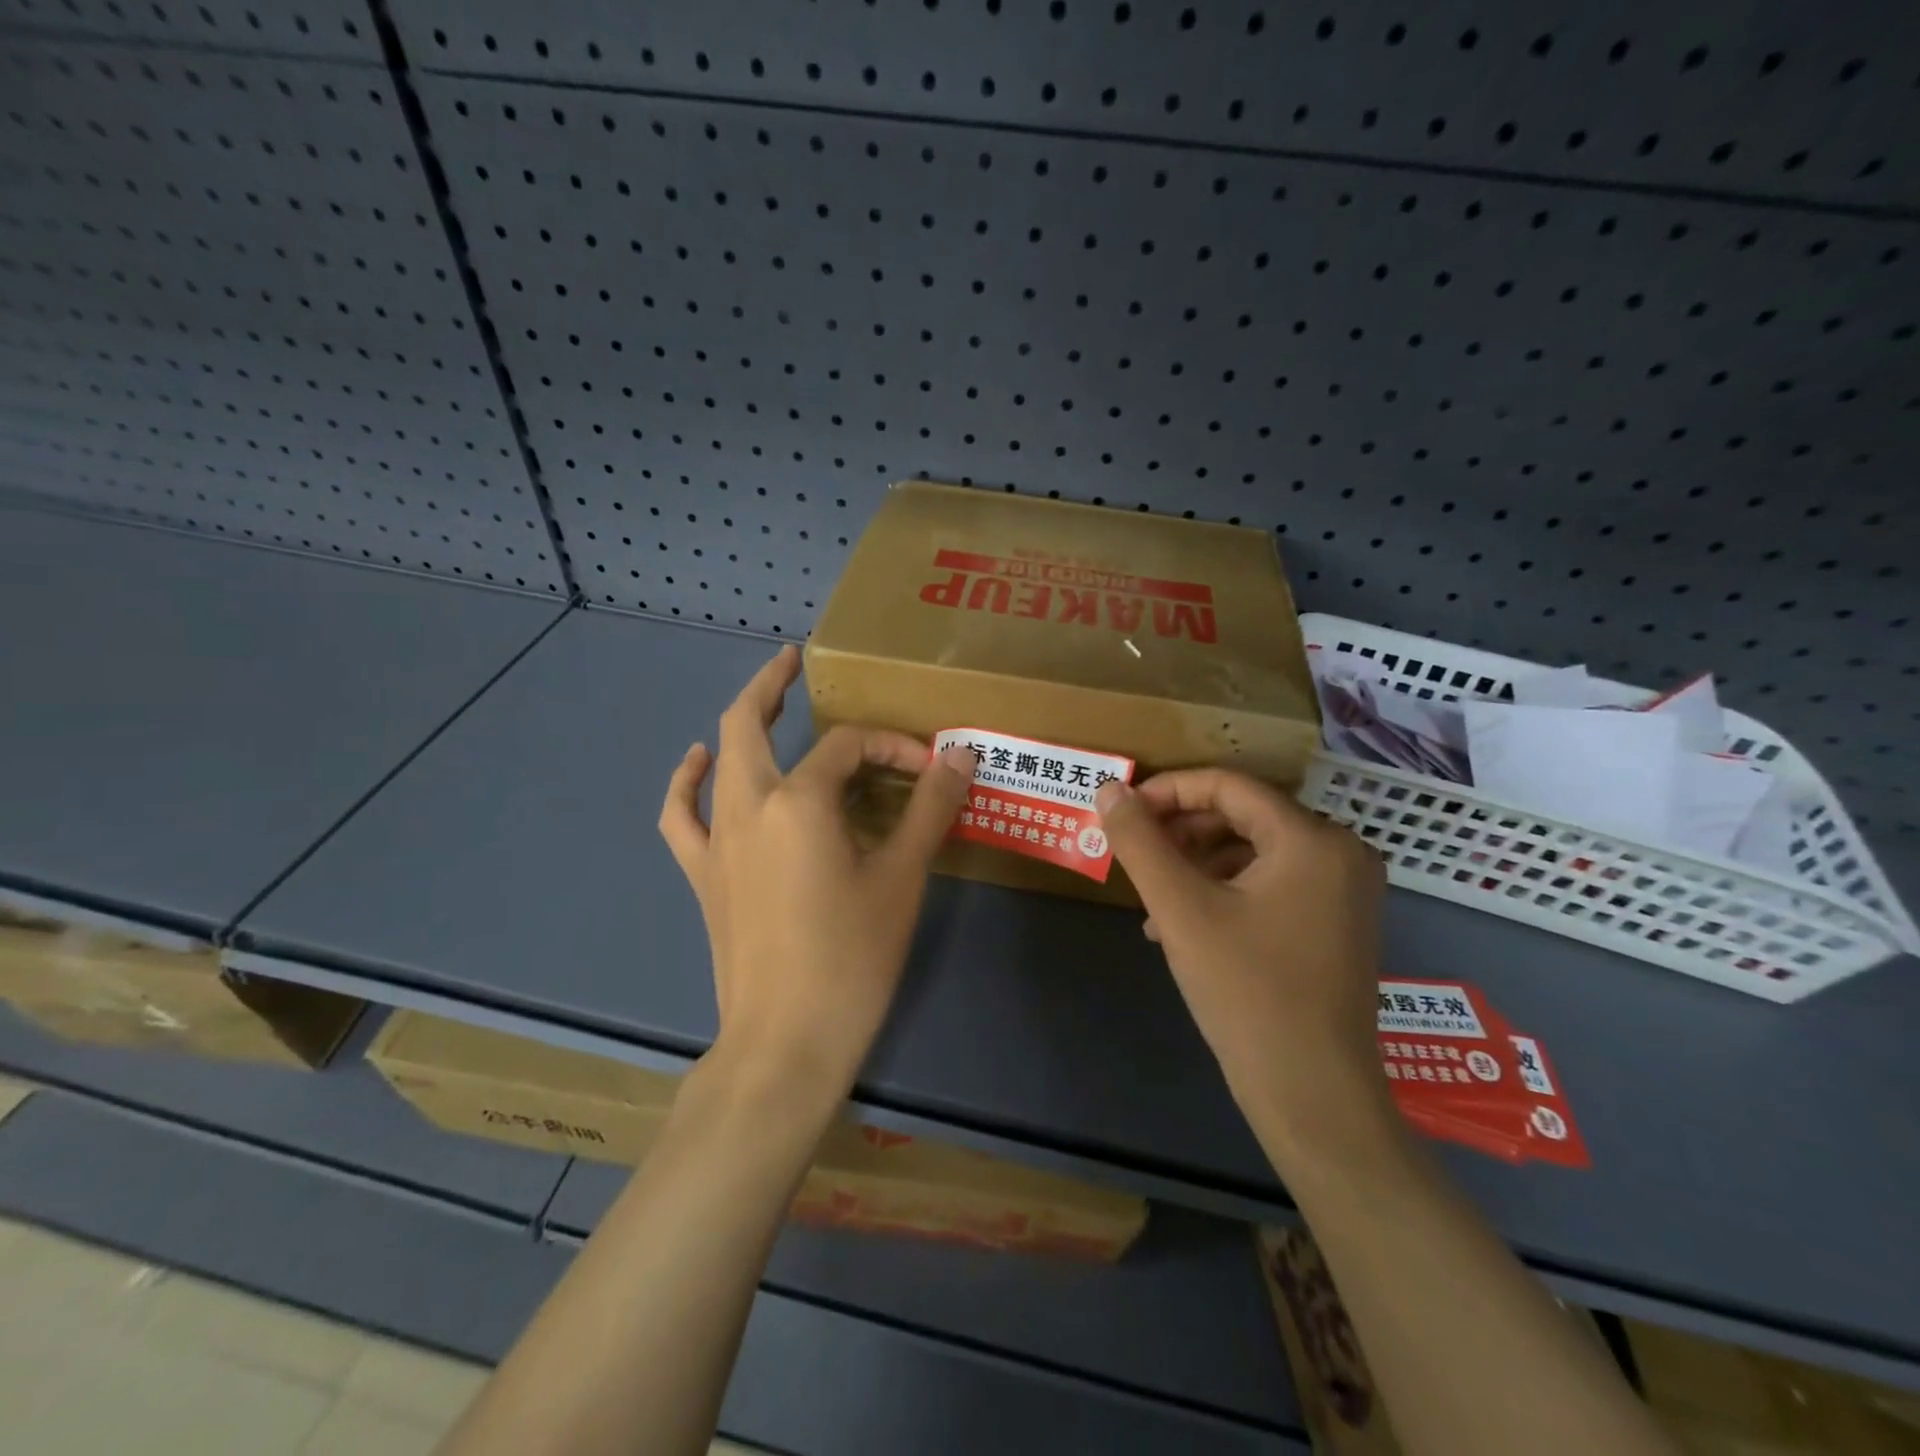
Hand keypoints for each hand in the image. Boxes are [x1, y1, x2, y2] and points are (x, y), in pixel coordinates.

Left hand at [659, 645, 977, 1101]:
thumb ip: (930, 806)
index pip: (850, 748)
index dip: (892, 747)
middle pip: (749, 724)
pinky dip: (687, 781)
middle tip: (794, 661)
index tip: (929, 770)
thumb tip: (961, 752)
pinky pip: (682, 814)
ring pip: (717, 759)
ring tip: (763, 700)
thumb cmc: (852, 956)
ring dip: (737, 722)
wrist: (787, 1040)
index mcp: (800, 801)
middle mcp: (748, 805)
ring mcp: (717, 839)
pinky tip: (698, 762)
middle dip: (772, 685)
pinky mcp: (703, 873)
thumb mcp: (903, 875)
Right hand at [1094, 769, 1391, 1169]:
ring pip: (1253, 851)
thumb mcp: (1181, 910)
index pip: (1228, 785)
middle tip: (1135, 854)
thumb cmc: (1247, 992)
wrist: (1313, 1096)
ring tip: (1153, 898)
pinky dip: (1223, 890)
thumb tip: (1108, 789)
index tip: (1122, 812)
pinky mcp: (1336, 922)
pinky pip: (1270, 883)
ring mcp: (1344, 890)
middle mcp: (1340, 852)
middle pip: (1243, 815)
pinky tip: (1182, 924)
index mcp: (1312, 839)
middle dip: (1180, 830)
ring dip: (1196, 864)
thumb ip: (1140, 843)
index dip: (1167, 791)